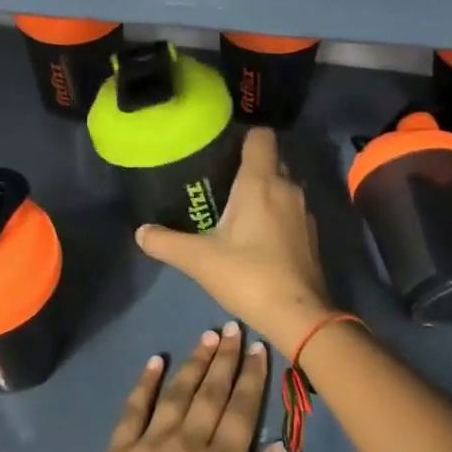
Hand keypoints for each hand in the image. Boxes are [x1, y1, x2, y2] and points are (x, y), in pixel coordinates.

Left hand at [74, 325, 288, 451]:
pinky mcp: (119, 451)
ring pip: (177, 392)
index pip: (241, 410)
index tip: (258, 348)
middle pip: (211, 392)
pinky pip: (134, 408)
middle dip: (225, 358)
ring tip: (206, 337)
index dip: (251, 378)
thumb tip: (280, 447)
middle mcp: (187, 443)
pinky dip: (146, 382)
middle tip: (233, 328)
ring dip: (193, 362)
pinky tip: (155, 361)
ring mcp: (150, 443)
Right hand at [136, 129, 330, 352]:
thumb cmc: (249, 276)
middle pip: (271, 159)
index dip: (243, 136)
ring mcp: (303, 211)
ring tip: (235, 205)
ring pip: (282, 184)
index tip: (222, 147)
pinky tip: (256, 233)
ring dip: (263, 189)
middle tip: (219, 178)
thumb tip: (140, 232)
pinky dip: (275, 211)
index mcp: (261, 182)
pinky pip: (290, 208)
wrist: (299, 315)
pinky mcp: (310, 234)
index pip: (261, 136)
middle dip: (248, 163)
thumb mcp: (199, 260)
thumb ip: (166, 243)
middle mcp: (287, 187)